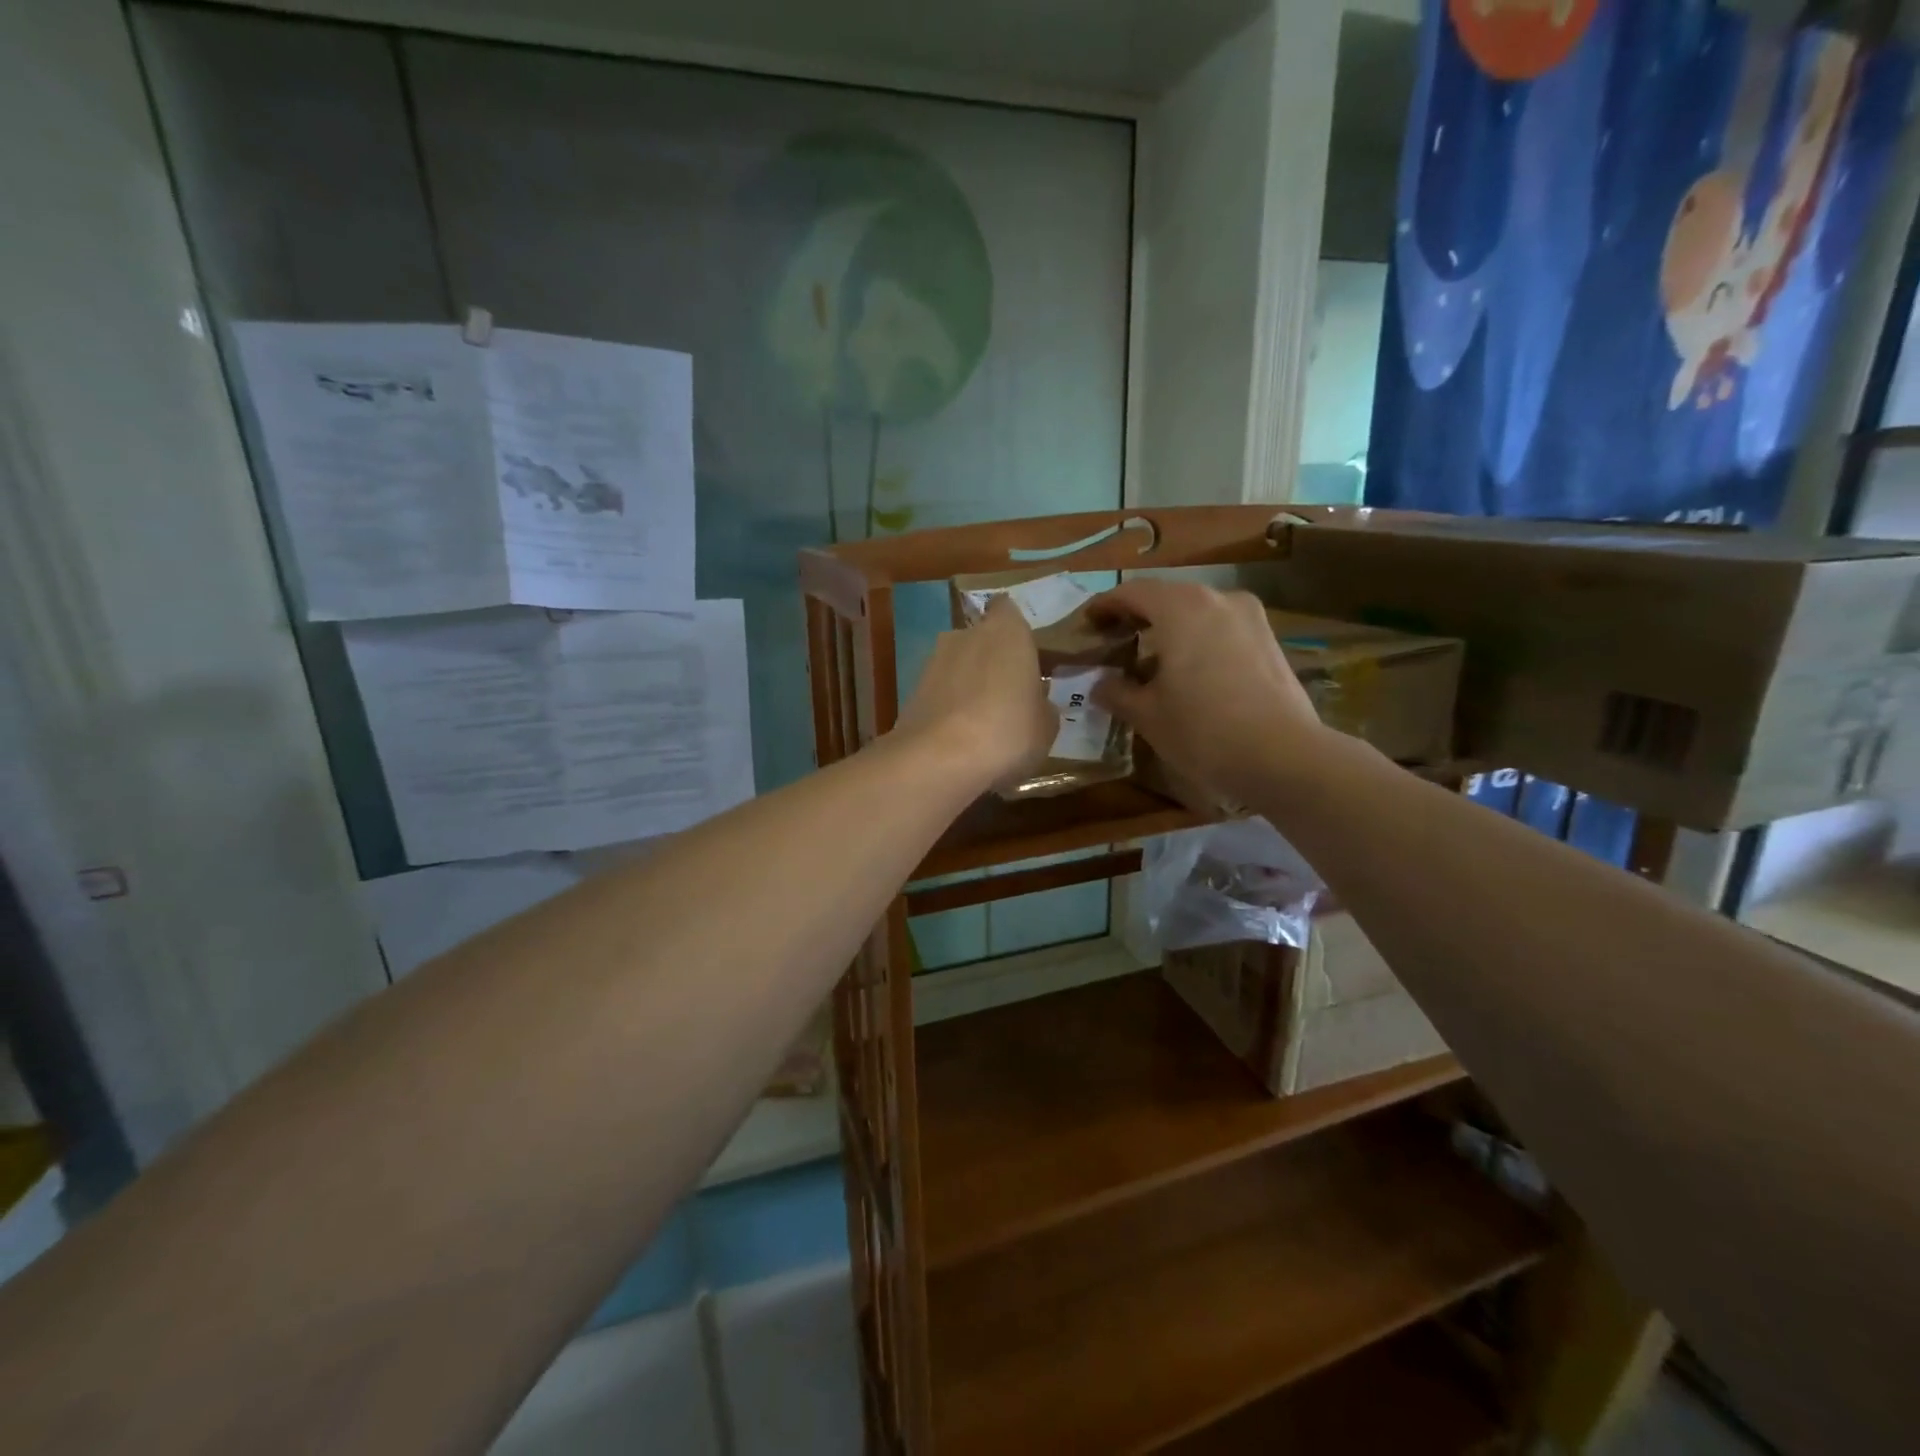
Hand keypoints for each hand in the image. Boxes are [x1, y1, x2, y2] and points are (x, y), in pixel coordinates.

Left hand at [893, 595, 1056, 790]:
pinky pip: (939, 693)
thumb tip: (1034, 703)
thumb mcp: (1046, 726)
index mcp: (1007, 631)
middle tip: (1008, 694)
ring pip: (957, 666)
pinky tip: (959, 737)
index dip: (1015, 630)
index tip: (1025, 655)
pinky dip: (948, 708)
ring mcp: (932, 661)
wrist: (939, 760)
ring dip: (967, 685)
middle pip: (981, 639)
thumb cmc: (1008, 731)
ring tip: (982, 723)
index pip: (1007, 609)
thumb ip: (1042, 705)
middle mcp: (965, 634)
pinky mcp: (910, 691)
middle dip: (991, 660)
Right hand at [1088, 579, 1327, 804]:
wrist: (1283, 756)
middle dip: (1137, 615)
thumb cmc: (1203, 730)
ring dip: (1169, 628)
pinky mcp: (1268, 639)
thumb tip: (1101, 684)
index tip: (1087, 623)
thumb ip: (1117, 692)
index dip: (1105, 605)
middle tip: (1114, 640)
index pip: (1133, 592)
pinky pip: (1220, 628)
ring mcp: (1249, 617)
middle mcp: (1217, 599)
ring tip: (1150, 659)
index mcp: (1181, 608)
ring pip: (1197, 611)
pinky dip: (1197, 638)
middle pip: (1166, 596)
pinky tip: (1188, 670)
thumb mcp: (1148, 715)